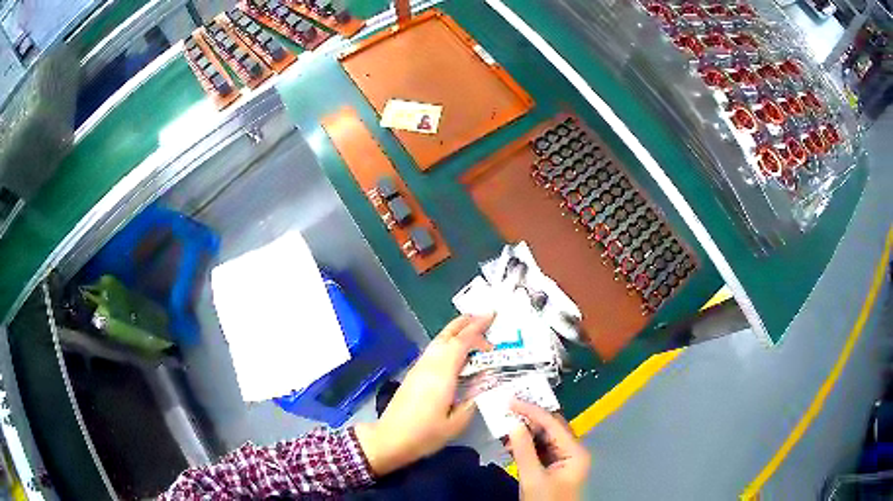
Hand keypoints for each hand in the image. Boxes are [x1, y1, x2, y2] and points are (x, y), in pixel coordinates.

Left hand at [355, 314, 493, 475]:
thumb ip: (472, 400)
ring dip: (455, 331)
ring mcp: (419, 368)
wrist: (389, 439)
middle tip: (485, 315)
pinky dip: (447, 342)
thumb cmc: (424, 434)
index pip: (461, 343)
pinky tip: (454, 349)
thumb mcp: (456, 423)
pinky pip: (433, 350)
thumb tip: (486, 383)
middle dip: (466, 323)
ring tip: (472, 327)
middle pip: (447, 336)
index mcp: (442, 375)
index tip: (492, 318)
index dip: (477, 329)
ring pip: (438, 341)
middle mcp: (429, 366)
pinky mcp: (414, 374)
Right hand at [507, 399, 590, 500]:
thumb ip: (524, 449)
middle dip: (529, 419)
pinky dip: (526, 445)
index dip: (531, 410)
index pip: (553, 423)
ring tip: (505, 425)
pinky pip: (541, 449)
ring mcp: (564, 459)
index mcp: (575, 451)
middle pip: (551, 428)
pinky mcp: (554, 467)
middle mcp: (573, 451)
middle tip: (506, 410)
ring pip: (544, 438)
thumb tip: (513, 423)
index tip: (510, 401)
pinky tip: (512, 443)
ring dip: (526, 432)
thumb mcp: (532, 477)